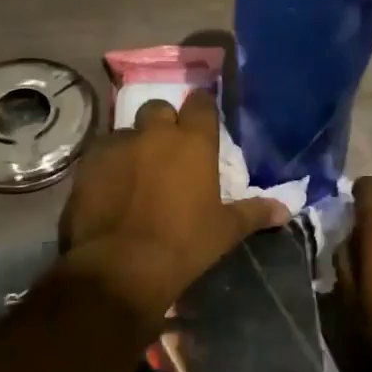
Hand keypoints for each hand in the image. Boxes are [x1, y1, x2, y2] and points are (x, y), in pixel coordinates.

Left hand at [58, 91, 289, 322]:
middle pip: (158, 109)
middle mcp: (154, 134)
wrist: (120, 268)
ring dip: (133, 145)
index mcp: (193, 143)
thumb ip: (253, 213)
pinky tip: (110, 189)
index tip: (203, 121)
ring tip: (135, 173)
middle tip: (167, 149)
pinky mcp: (87, 165)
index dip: (201, 109)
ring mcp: (116, 146)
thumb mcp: (224, 231)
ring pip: (126, 132)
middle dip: (163, 123)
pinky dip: (108, 165)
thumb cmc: (183, 245)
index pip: (200, 103)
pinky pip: (100, 154)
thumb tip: (284, 211)